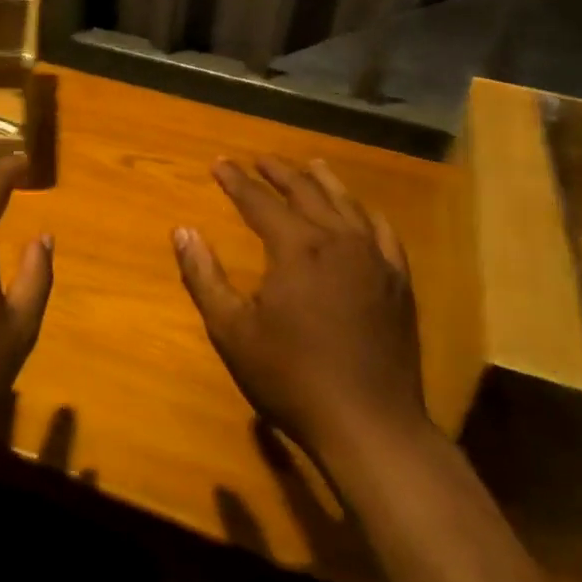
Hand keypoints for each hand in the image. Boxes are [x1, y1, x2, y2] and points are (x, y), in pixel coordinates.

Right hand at [172, 157, 422, 467]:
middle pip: (306, 191)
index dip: (236, 181)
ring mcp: (375, 259)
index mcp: (296, 248)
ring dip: (324, 182)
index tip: (219, 163)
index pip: (259, 201)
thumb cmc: (291, 377)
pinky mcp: (399, 281)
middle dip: (279, 172)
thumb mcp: (231, 331)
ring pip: (348, 204)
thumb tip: (182, 231)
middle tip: (260, 159)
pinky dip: (366, 213)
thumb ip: (204, 276)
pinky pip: (384, 232)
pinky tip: (362, 212)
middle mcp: (339, 240)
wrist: (369, 423)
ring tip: (310, 164)